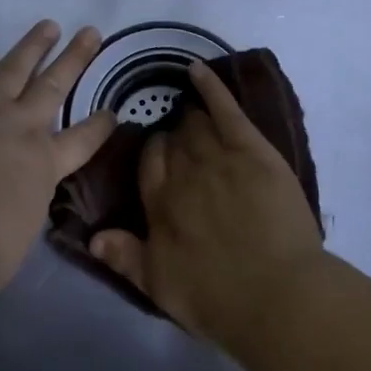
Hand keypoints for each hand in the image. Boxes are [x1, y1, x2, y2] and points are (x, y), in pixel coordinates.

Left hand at [0, 21, 116, 294]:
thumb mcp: (20, 231)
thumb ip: (22, 206)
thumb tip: (11, 202)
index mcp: (46, 165)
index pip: (84, 140)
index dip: (100, 124)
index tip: (113, 111)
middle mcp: (23, 126)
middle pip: (55, 85)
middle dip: (76, 58)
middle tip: (90, 33)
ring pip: (18, 66)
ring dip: (35, 44)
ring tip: (48, 25)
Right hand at [90, 61, 325, 344]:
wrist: (278, 297)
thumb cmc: (218, 299)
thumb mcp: (160, 287)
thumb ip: (124, 258)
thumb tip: (93, 235)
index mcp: (159, 204)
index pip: (148, 163)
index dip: (154, 156)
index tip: (161, 159)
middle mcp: (183, 174)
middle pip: (172, 141)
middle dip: (174, 138)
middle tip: (184, 145)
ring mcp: (219, 158)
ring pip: (196, 125)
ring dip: (191, 118)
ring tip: (193, 117)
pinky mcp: (253, 151)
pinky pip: (226, 110)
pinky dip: (210, 88)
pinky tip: (198, 70)